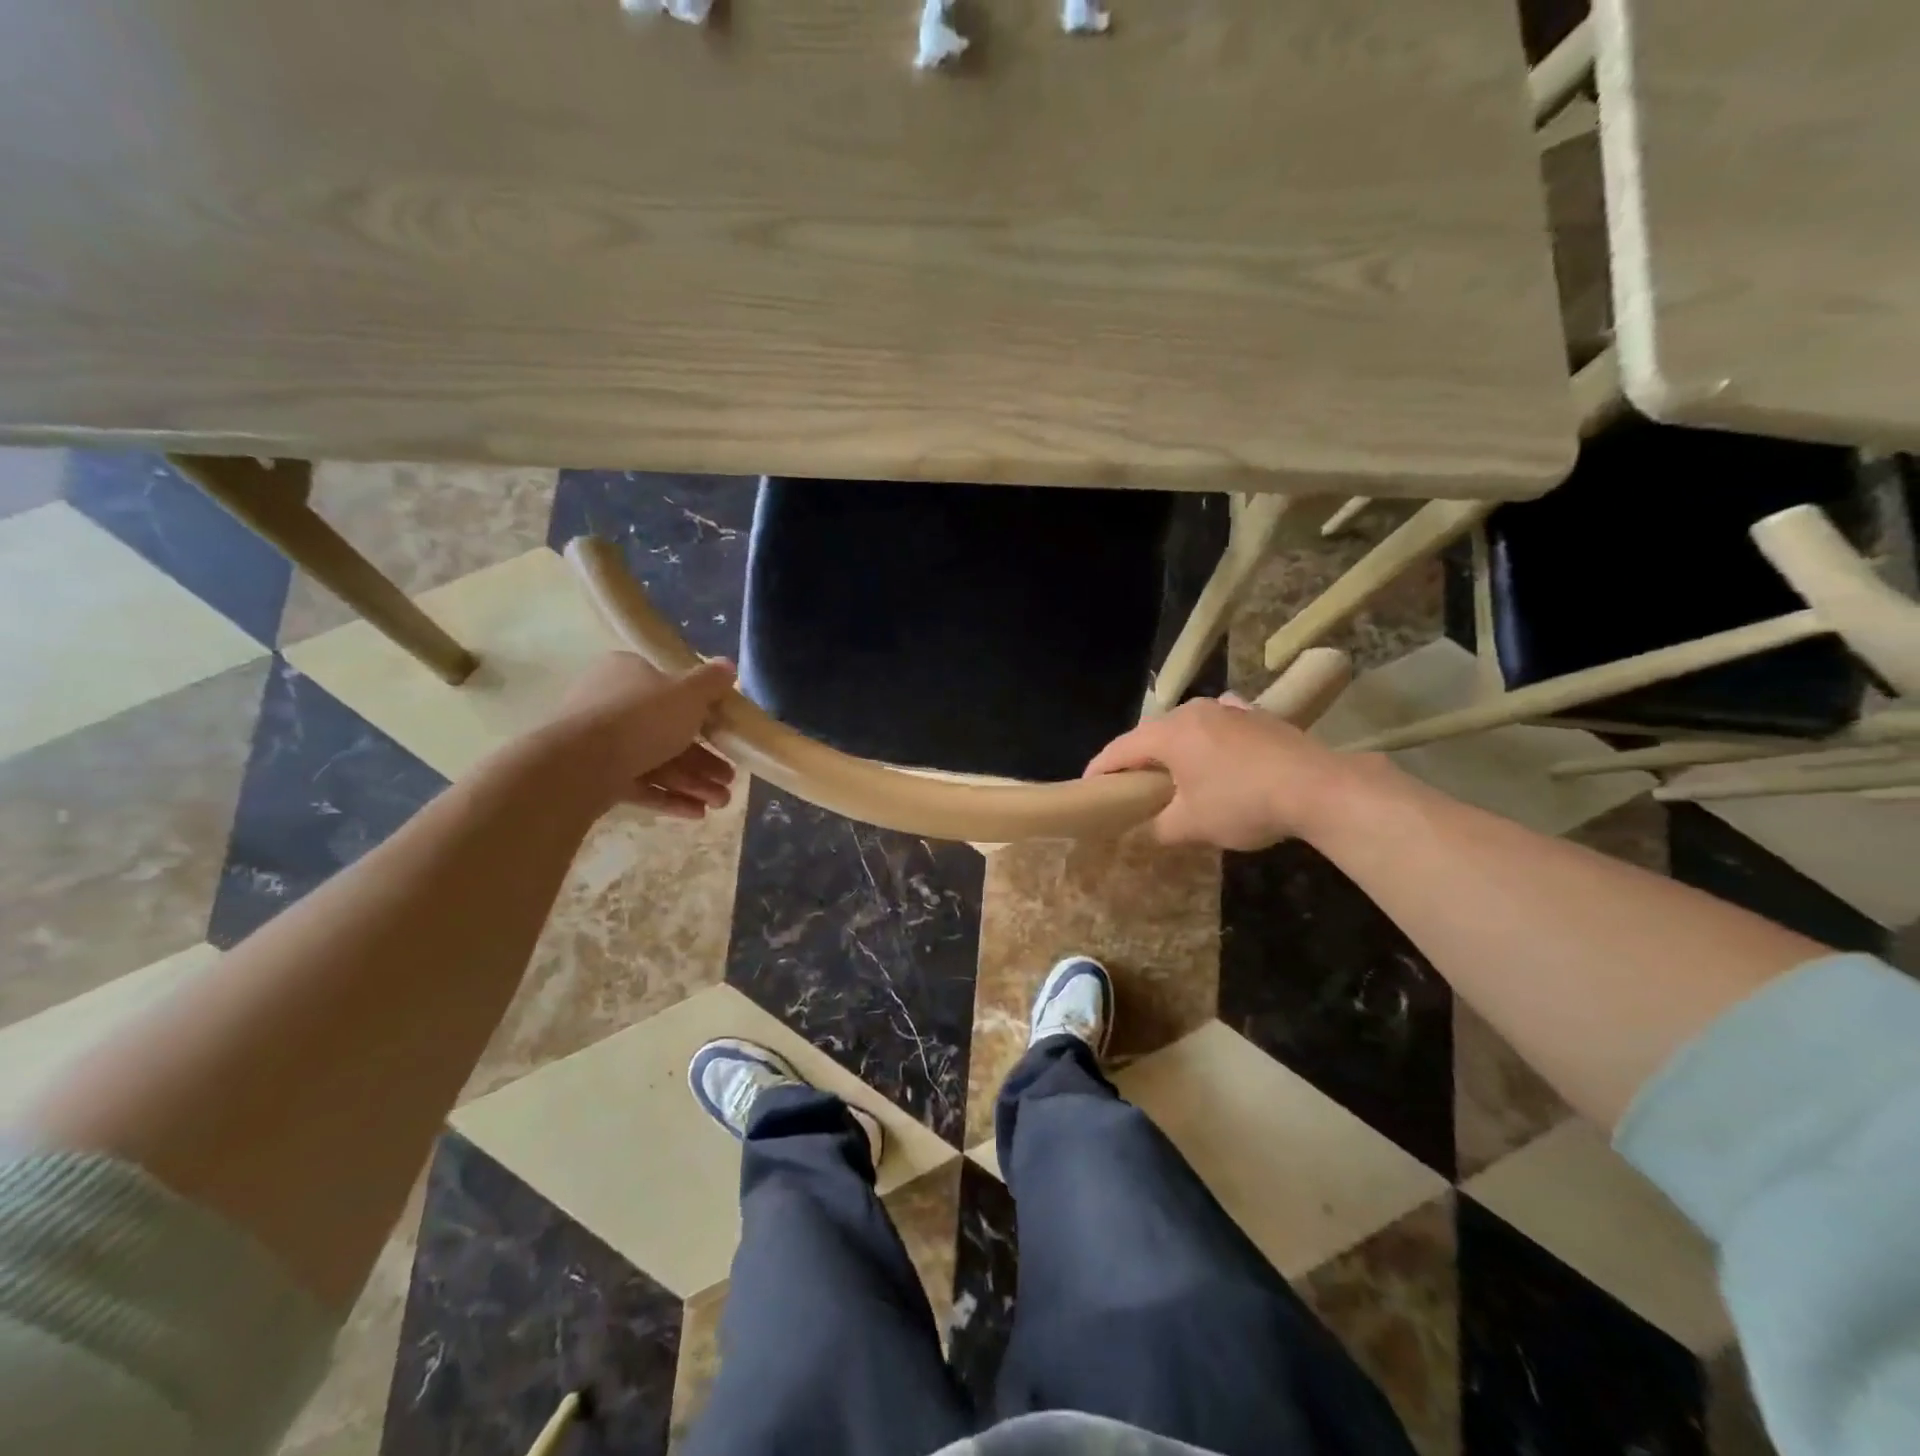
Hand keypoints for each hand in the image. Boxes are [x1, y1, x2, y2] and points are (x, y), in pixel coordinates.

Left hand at [547, 653, 738, 818]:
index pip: (669, 687)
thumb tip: (728, 665)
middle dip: (705, 759)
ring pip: (657, 761)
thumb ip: (711, 682)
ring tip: (721, 802)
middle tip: (730, 777)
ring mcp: (601, 743)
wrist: (579, 765)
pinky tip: (698, 813)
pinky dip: (668, 797)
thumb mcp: (688, 693)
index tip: (725, 732)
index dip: (702, 711)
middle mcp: (611, 703)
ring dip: (693, 782)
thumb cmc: (641, 718)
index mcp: (628, 673)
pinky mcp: (596, 776)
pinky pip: (640, 784)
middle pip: (669, 731)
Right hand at [1084, 696, 1354, 849]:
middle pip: (1151, 735)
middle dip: (1137, 761)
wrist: (1319, 788)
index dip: (1099, 771)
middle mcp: (1194, 711)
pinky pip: (1218, 725)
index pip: (1120, 750)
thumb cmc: (1243, 803)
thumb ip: (1158, 828)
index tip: (1088, 789)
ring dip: (1173, 750)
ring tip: (1172, 774)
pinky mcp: (1258, 716)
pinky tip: (1215, 751)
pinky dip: (1206, 740)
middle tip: (1129, 788)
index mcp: (1169, 733)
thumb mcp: (1192, 825)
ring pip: (1186, 727)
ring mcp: (1229, 710)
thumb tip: (1146, 831)